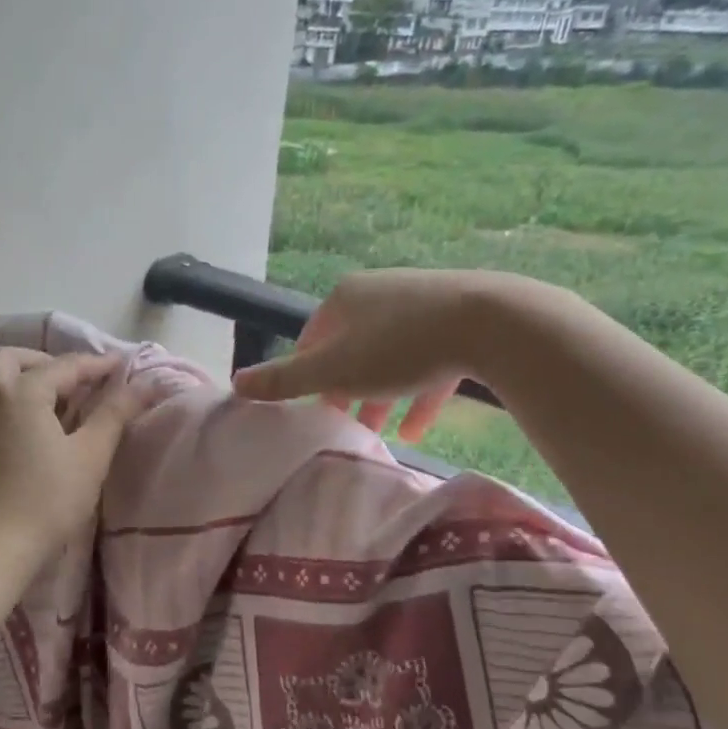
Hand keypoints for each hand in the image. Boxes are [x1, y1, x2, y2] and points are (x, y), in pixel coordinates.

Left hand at [0, 348, 143, 557]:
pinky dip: (9, 402)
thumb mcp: (90, 455)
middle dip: (44, 360)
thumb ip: (115, 413)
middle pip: (11, 358)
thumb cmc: (49, 499)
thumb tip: (144, 384)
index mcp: (23, 392)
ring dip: (23, 379)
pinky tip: (29, 429)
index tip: (121, 366)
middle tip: (74, 382)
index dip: (96, 364)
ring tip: (54, 405)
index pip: (65, 366)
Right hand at [233, 269, 541, 441]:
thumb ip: (285, 381)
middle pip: (352, 349)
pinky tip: (417, 429)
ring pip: (391, 358)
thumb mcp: (333, 370)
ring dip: (381, 397)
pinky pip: (430, 362)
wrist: (492, 322)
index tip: (311, 407)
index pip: (312, 338)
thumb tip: (235, 383)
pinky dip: (419, 394)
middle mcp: (381, 294)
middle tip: (342, 424)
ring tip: (377, 434)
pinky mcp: (460, 321)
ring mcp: (423, 304)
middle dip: (346, 390)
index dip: (307, 375)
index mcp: (345, 298)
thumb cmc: (399, 346)